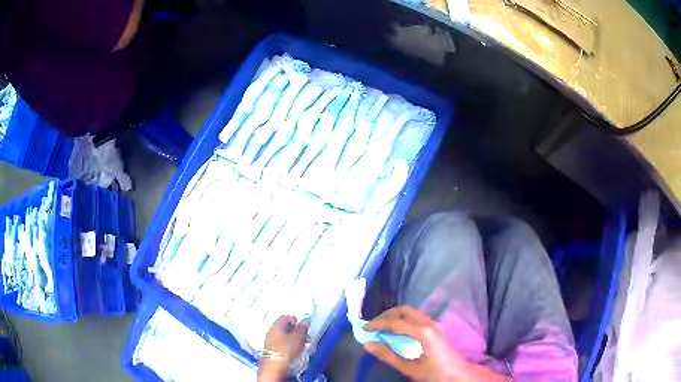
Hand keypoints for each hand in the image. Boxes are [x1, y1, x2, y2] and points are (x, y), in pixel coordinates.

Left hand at [258, 315, 308, 380]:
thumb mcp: (298, 338)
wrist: (274, 367)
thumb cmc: (286, 350)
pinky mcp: (270, 350)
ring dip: (293, 337)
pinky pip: (280, 342)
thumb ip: (302, 328)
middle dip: (295, 329)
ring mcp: (269, 340)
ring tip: (302, 344)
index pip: (285, 316)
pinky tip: (294, 350)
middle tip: (305, 335)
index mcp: (276, 325)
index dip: (296, 319)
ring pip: (282, 335)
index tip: (304, 325)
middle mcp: (270, 331)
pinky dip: (288, 344)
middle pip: (284, 326)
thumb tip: (305, 320)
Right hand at [363, 306, 508, 381]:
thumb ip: (389, 355)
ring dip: (394, 316)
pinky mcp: (436, 327)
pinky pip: (415, 317)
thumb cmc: (435, 374)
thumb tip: (368, 344)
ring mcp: (434, 324)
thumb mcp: (410, 368)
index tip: (364, 329)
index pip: (395, 322)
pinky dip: (402, 319)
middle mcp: (429, 323)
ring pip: (410, 312)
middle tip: (371, 325)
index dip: (377, 324)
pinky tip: (396, 330)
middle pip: (403, 310)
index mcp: (423, 333)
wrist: (460, 374)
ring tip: (380, 327)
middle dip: (385, 315)